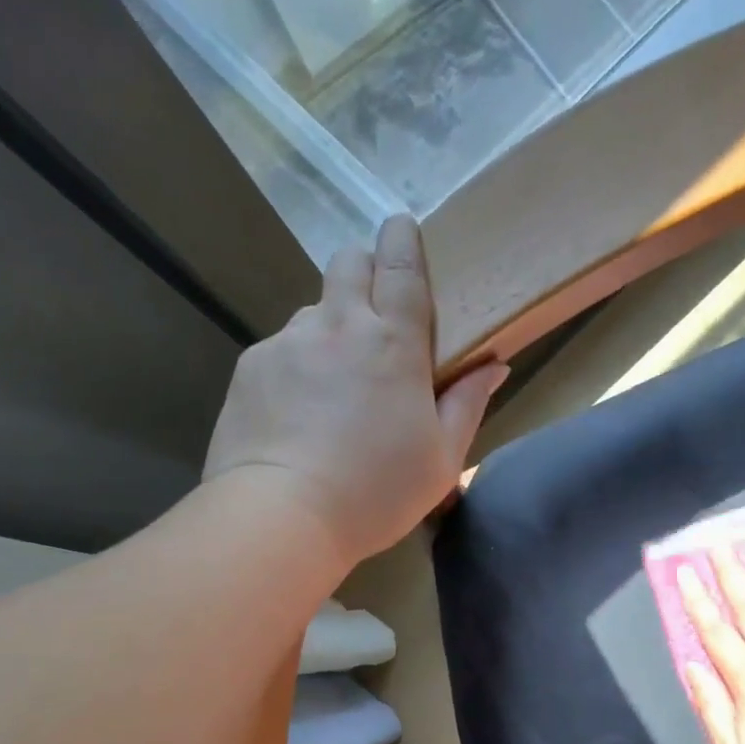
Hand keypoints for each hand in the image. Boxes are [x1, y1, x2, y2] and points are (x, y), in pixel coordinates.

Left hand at [204, 216, 507, 568]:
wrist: (282, 517)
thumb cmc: (376, 492)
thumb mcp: (441, 459)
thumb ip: (467, 404)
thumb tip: (494, 365)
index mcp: (393, 343)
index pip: (400, 267)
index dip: (402, 240)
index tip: (402, 226)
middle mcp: (337, 326)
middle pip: (348, 264)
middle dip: (363, 268)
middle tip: (373, 309)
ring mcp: (287, 343)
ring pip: (312, 311)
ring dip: (329, 327)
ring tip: (332, 382)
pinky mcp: (250, 368)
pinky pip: (280, 350)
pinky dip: (295, 365)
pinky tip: (296, 412)